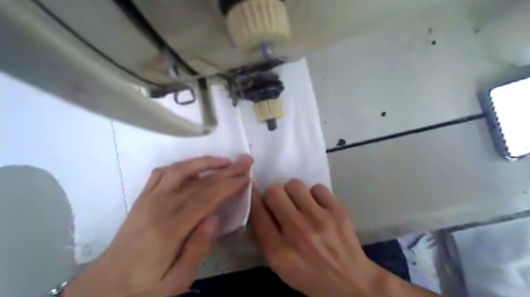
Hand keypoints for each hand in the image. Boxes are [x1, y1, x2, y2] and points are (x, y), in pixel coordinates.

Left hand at [67, 155, 252, 295]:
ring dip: (205, 161)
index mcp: (171, 228)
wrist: (107, 283)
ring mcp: (150, 198)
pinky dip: (181, 165)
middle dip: (226, 170)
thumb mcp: (177, 280)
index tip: (246, 178)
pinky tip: (194, 166)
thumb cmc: (146, 285)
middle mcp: (160, 206)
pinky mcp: (143, 197)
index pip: (206, 198)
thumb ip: (198, 249)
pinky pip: (162, 172)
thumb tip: (214, 218)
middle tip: (245, 161)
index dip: (228, 186)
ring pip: (181, 170)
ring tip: (224, 160)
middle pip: (200, 182)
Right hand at [250, 179, 378, 296]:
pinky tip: (318, 207)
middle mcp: (297, 232)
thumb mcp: (280, 267)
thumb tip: (260, 207)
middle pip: (274, 192)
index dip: (253, 198)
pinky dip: (315, 195)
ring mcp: (319, 219)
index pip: (258, 213)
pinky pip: (317, 187)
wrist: (350, 283)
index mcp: (279, 251)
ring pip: (294, 184)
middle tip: (280, 202)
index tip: (253, 190)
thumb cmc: (310, 275)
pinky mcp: (337, 211)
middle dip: (273, 194)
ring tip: (299, 202)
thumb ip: (266, 238)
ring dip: (293, 192)